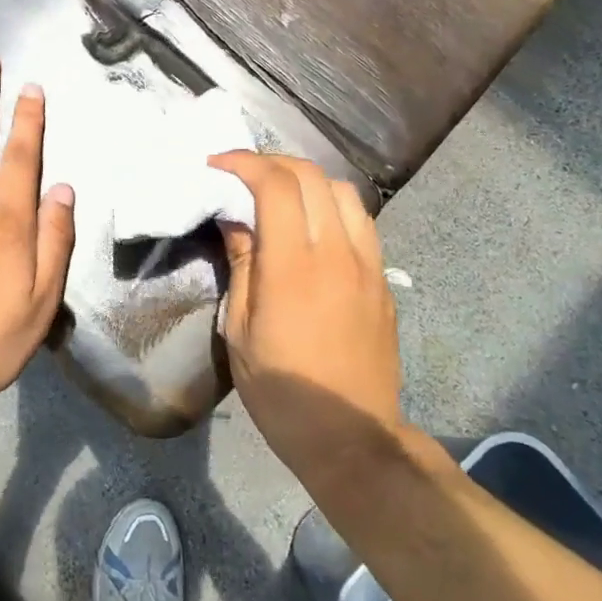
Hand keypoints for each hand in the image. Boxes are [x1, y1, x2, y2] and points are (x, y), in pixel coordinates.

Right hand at [210, 152, 401, 480]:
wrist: (352, 437)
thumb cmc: (281, 391)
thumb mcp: (241, 331)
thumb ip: (242, 264)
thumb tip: (234, 217)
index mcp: (294, 267)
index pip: (276, 185)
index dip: (245, 163)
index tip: (218, 164)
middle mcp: (337, 252)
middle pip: (312, 177)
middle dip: (273, 163)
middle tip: (242, 174)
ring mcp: (368, 264)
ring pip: (344, 192)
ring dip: (307, 180)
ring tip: (280, 194)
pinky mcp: (383, 280)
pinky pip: (361, 221)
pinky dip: (331, 205)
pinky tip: (312, 226)